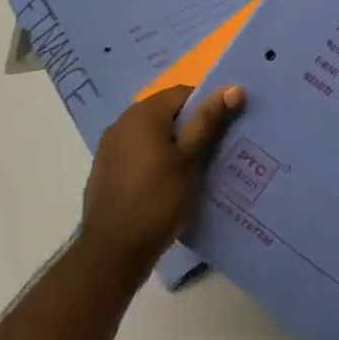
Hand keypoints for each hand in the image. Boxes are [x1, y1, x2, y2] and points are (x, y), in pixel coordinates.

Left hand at [80, 84, 244, 278]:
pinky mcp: (105, 170)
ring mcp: (109, 147)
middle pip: (166, 113)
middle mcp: (122, 122)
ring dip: (172, 146)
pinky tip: (165, 186)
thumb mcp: (190, 160)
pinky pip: (137, 153)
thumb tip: (233, 87)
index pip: (183, 93)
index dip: (207, 107)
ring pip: (151, 135)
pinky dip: (154, 161)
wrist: (112, 252)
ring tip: (193, 171)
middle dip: (190, 128)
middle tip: (213, 152)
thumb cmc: (158, 200)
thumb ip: (208, 121)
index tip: (222, 132)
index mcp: (143, 113)